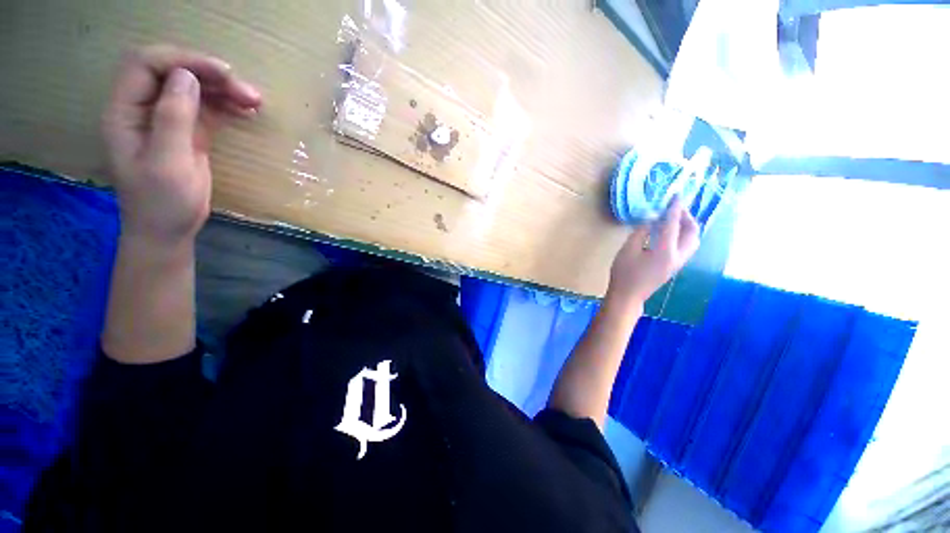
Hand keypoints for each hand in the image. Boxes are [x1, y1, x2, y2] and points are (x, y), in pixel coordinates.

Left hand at [102, 45, 261, 245]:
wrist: (169, 230)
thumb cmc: (162, 203)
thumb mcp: (166, 163)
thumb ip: (172, 118)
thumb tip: (187, 77)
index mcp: (125, 111)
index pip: (147, 65)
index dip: (184, 60)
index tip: (223, 73)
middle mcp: (142, 108)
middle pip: (174, 72)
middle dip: (209, 75)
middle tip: (247, 92)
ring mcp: (166, 119)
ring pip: (194, 89)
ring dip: (223, 90)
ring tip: (255, 102)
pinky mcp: (187, 132)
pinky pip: (206, 109)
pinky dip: (227, 106)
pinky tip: (247, 111)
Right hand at [608, 197, 700, 304]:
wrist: (628, 296)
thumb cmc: (624, 273)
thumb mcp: (627, 250)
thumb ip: (640, 232)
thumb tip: (650, 220)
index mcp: (665, 251)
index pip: (673, 225)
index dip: (674, 208)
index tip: (676, 195)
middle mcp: (678, 256)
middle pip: (692, 233)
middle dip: (686, 217)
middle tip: (675, 207)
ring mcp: (678, 263)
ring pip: (693, 240)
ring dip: (687, 226)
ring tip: (674, 218)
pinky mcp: (675, 266)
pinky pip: (687, 246)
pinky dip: (683, 235)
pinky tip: (670, 232)